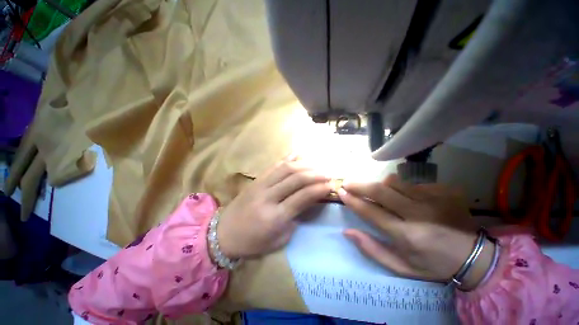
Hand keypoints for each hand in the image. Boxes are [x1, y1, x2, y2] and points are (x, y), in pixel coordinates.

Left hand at [217, 155, 331, 258]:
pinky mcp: (256, 180)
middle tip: (327, 174)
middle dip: (315, 174)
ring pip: (285, 168)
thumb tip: (308, 201)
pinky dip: (288, 158)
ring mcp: (260, 185)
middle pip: (295, 179)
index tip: (331, 185)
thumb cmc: (253, 242)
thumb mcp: (279, 239)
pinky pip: (274, 165)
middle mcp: (268, 197)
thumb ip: (295, 219)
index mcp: (275, 217)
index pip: (302, 197)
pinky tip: (298, 154)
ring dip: (304, 165)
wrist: (224, 234)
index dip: (319, 189)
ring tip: (317, 165)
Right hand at [339, 174, 494, 289]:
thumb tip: (347, 231)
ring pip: (395, 182)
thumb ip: (371, 249)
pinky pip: (412, 183)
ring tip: (378, 191)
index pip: (371, 211)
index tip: (341, 192)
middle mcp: (418, 214)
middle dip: (359, 185)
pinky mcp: (443, 191)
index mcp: (407, 236)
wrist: (476, 257)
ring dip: (380, 185)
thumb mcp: (401, 267)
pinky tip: (407, 198)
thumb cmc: (433, 265)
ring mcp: (433, 200)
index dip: (353, 200)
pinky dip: (402, 188)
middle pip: (380, 190)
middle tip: (348, 182)